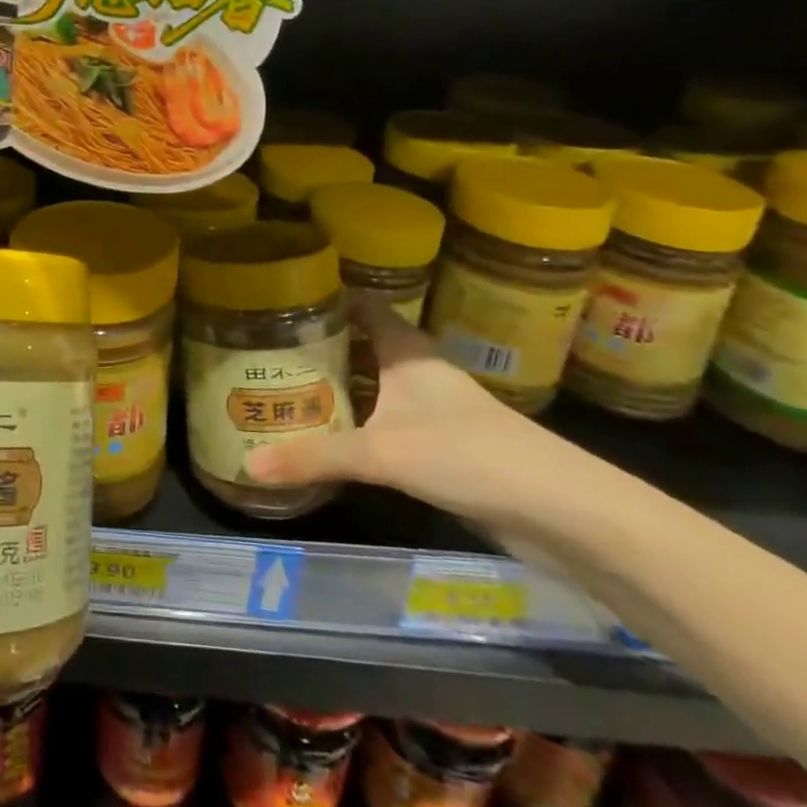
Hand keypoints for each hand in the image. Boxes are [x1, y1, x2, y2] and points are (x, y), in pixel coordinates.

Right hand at [245, 311, 582, 533]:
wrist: (559, 510)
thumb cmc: (467, 454)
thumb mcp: (382, 453)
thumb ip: (315, 457)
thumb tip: (248, 466)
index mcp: (407, 352)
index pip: (363, 306)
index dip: (327, 297)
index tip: (281, 298)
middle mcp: (417, 372)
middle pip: (362, 345)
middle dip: (321, 346)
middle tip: (267, 349)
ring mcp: (432, 409)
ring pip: (373, 385)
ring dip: (338, 386)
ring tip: (284, 388)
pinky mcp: (441, 446)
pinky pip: (384, 422)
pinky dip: (356, 423)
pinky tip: (328, 437)